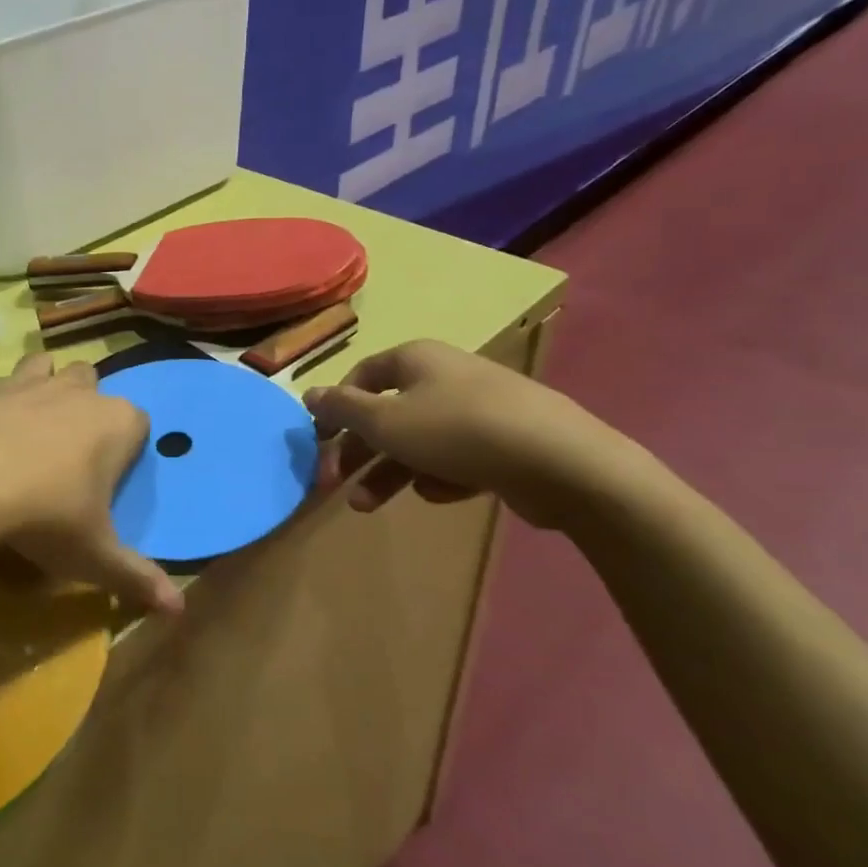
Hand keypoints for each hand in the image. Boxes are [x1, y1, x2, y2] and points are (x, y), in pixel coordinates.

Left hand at [0, 353, 182, 614]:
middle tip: (69, 452)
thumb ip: (138, 578)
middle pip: (92, 384)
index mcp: (116, 422)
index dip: (127, 447)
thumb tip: (179, 610)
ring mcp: (26, 381)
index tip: (108, 478)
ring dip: (43, 387)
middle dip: (86, 407)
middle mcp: (76, 390)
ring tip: (28, 428)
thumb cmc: (44, 516)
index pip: (139, 422)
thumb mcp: (94, 557)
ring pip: (46, 367)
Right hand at [302, 339, 633, 529]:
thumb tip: (307, 393)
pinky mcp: (505, 443)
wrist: (561, 462)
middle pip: (387, 413)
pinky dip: (439, 476)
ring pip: (418, 441)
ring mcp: (479, 410)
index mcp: (415, 359)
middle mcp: (445, 377)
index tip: (319, 442)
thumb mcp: (385, 421)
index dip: (335, 408)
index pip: (361, 376)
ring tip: (367, 507)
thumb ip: (342, 409)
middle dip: (358, 451)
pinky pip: (456, 458)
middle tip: (333, 483)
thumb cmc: (457, 431)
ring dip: (388, 472)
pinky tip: (438, 493)